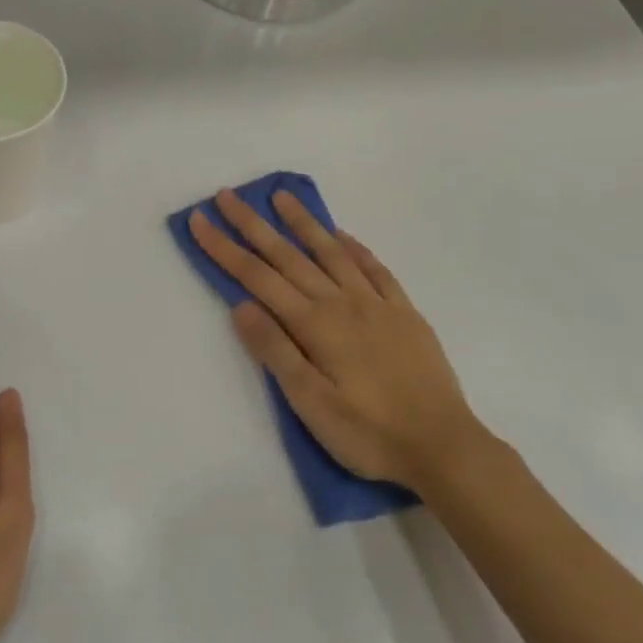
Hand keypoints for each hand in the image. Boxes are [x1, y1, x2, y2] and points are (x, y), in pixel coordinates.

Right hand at [189, 188, 485, 491]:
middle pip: (289, 256)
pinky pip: (376, 269)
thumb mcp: (310, 403)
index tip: (200, 220)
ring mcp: (377, 304)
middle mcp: (342, 303)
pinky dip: (355, 248)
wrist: (443, 446)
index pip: (258, 277)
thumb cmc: (368, 433)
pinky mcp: (405, 314)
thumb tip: (241, 305)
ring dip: (303, 223)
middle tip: (227, 195)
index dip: (225, 248)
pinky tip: (343, 236)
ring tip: (282, 197)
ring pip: (332, 252)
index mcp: (315, 325)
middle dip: (253, 224)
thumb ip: (276, 350)